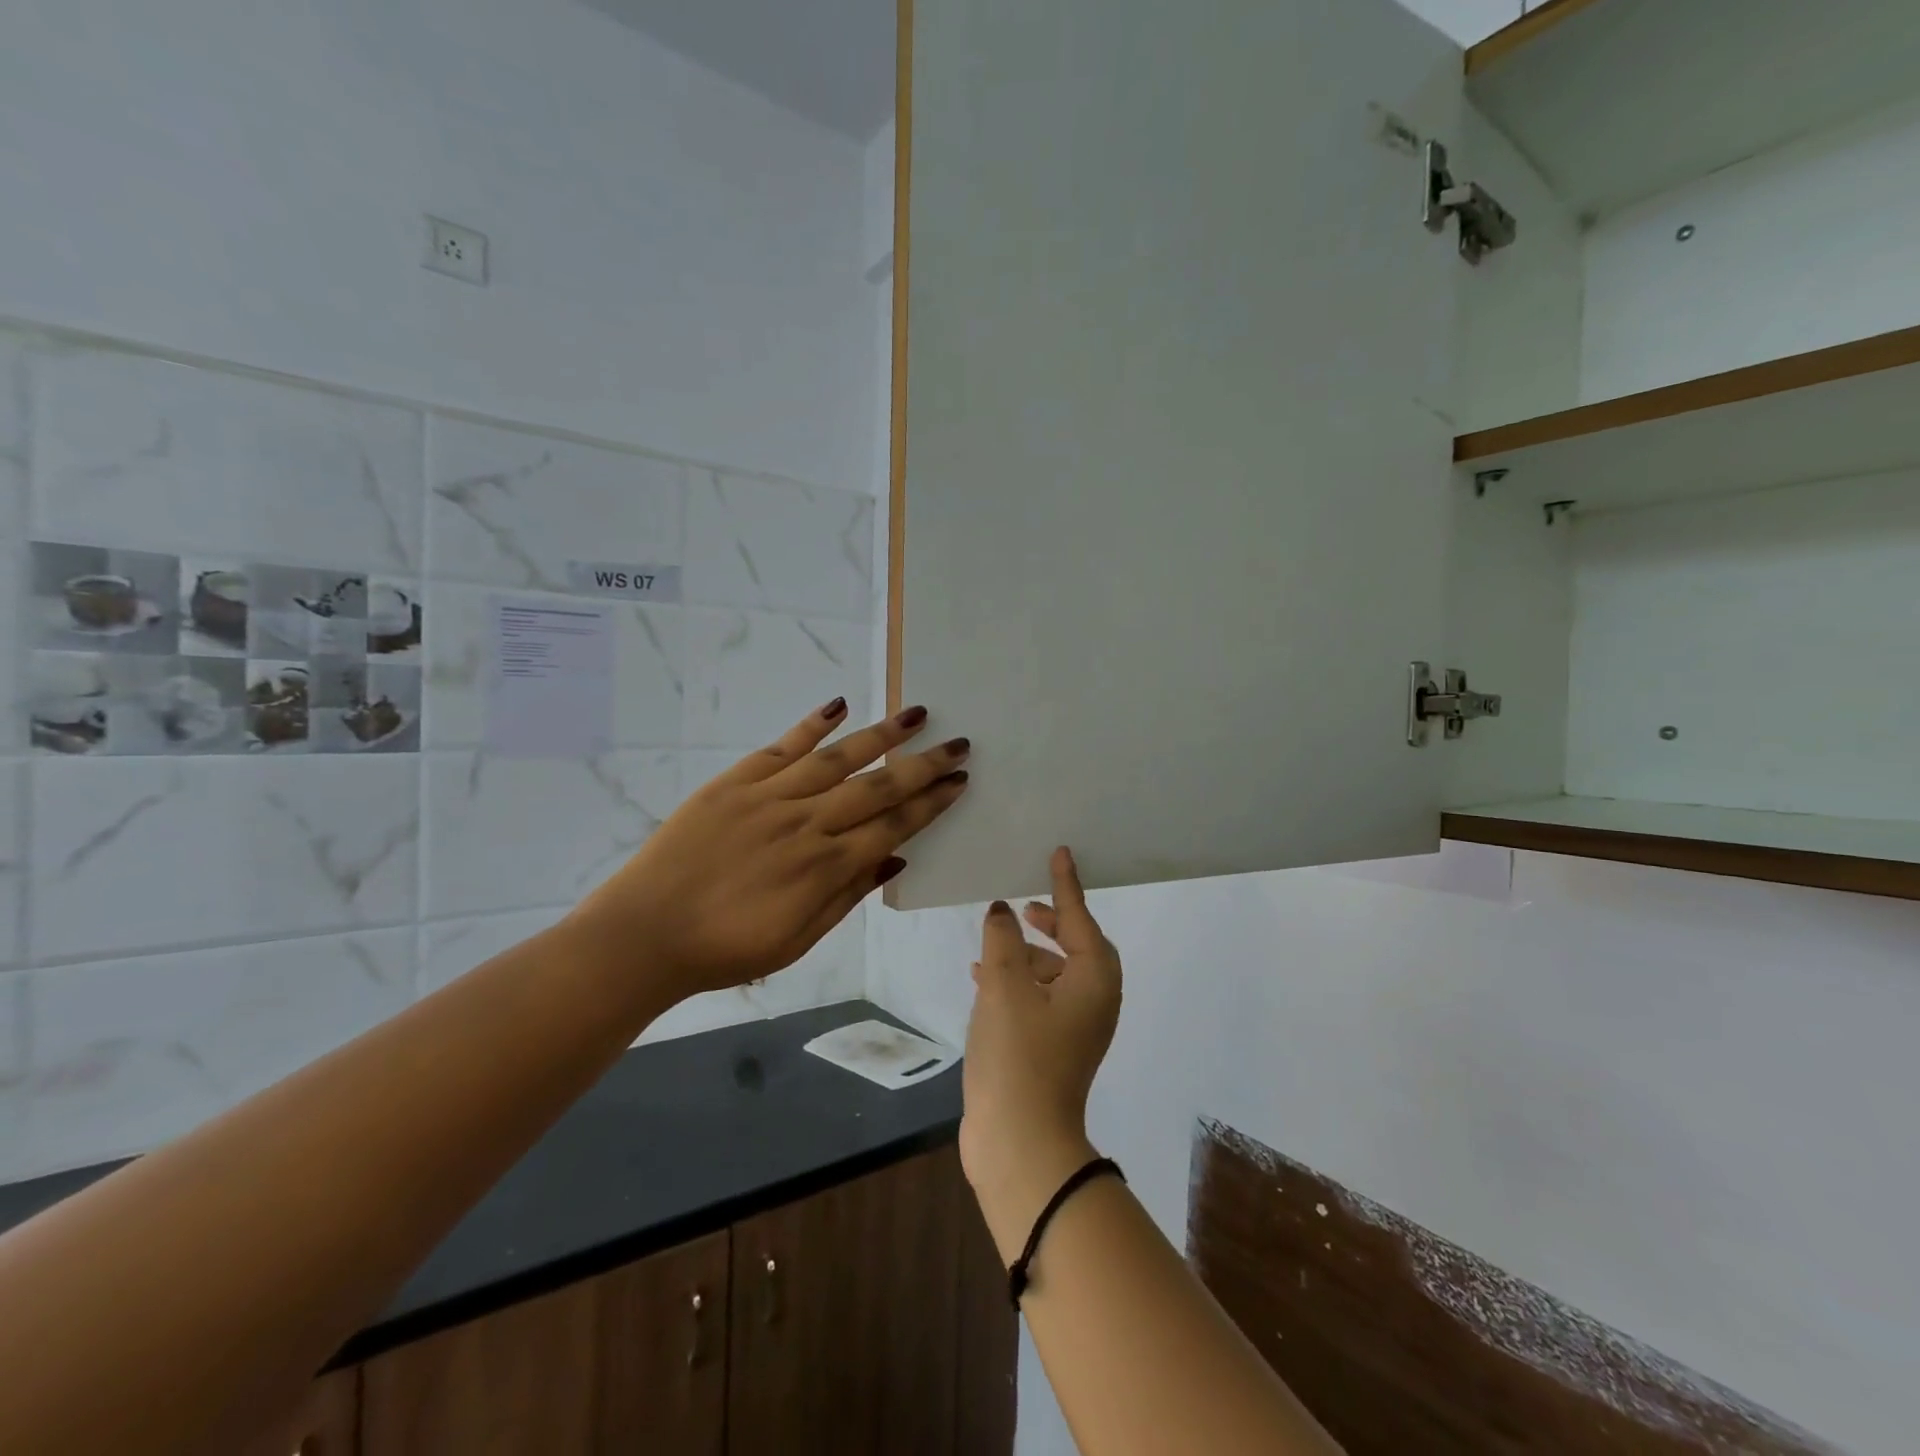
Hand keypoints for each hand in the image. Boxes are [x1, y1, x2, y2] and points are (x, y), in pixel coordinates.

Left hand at [570, 700, 969, 1001]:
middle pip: (877, 787)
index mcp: (826, 868)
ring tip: (916, 714)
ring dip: (881, 735)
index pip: (893, 826)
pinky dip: (811, 725)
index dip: (930, 803)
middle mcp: (807, 824)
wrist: (644, 934)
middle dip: (923, 765)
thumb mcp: (797, 941)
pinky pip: (781, 747)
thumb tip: (896, 858)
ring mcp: (770, 798)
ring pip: (837, 759)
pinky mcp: (735, 782)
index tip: (959, 782)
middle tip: (958, 743)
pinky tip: (839, 706)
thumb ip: (848, 895)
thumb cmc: (726, 949)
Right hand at [960, 847, 1121, 1254]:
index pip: (1080, 918)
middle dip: (1051, 923)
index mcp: (1094, 980)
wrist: (1021, 1142)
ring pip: (1054, 974)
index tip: (1060, 852)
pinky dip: (1016, 982)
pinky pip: (1039, 999)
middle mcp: (1094, 1001)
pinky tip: (981, 978)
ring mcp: (1076, 1029)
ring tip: (990, 943)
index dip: (1066, 884)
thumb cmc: (1018, 1054)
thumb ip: (1001, 939)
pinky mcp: (1053, 1049)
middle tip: (1026, 906)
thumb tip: (1002, 911)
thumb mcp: (1004, 986)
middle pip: (1076, 946)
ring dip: (1025, 955)